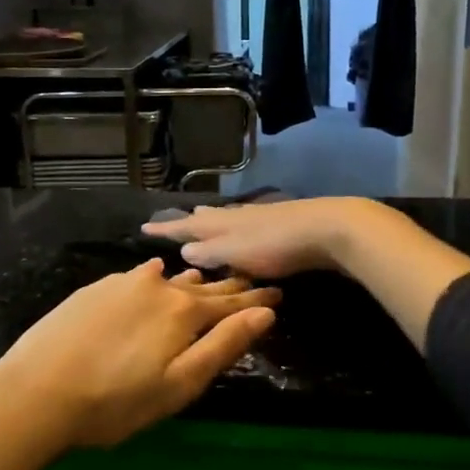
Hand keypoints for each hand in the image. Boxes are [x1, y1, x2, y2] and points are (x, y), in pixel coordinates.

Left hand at [0, 261, 278, 448]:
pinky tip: (156, 272)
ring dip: (192, 280)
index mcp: (184, 312)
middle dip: (228, 286)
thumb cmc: (115, 402)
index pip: (231, 304)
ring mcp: (123, 283)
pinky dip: (155, 276)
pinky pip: (138, 275)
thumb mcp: (179, 385)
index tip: (277, 293)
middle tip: (250, 280)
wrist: (35, 392)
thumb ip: (223, 346)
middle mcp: (158, 286)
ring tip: (207, 277)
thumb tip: (266, 314)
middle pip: (202, 286)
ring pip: (169, 277)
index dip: (255, 301)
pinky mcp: (95, 289)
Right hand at [140, 198, 384, 279]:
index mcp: (221, 224)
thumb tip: (184, 248)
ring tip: (204, 220)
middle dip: (190, 221)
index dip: (165, 228)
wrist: (326, 229)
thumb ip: (209, 252)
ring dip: (213, 221)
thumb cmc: (275, 245)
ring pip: (229, 218)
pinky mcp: (282, 224)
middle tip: (175, 221)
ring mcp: (260, 217)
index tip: (143, 227)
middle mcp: (236, 216)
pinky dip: (236, 228)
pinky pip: (248, 225)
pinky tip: (245, 234)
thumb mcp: (235, 252)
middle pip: (208, 216)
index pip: (186, 226)